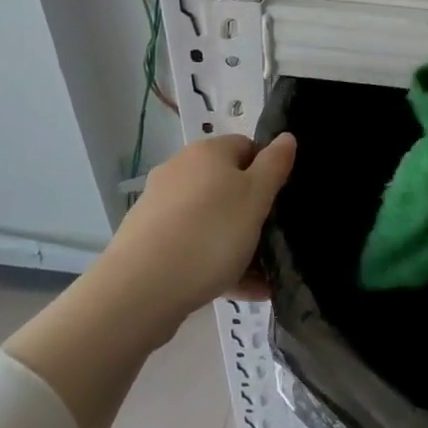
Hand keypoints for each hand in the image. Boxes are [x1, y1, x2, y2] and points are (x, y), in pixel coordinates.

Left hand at [102, 133, 297, 321]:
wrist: (141, 288)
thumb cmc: (210, 233)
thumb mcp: (256, 197)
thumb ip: (274, 165)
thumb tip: (286, 137)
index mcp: (207, 152)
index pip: (247, 147)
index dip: (268, 171)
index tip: (281, 201)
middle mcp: (180, 171)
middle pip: (227, 185)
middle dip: (252, 214)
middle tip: (272, 242)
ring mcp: (161, 206)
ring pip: (211, 220)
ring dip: (236, 244)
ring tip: (261, 279)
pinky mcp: (148, 240)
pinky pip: (192, 245)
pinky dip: (214, 263)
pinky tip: (236, 291)